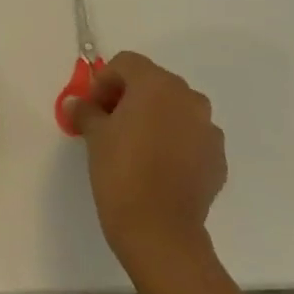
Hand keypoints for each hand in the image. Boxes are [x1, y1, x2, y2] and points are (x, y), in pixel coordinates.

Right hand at [66, 51, 226, 286]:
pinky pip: (190, 136)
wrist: (160, 229)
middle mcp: (189, 99)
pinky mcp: (217, 157)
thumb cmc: (121, 171)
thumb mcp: (94, 135)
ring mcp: (208, 129)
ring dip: (154, 118)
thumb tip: (76, 104)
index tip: (93, 108)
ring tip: (135, 146)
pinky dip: (173, 141)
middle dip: (129, 97)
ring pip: (175, 109)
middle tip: (109, 124)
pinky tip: (156, 166)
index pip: (127, 63)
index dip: (105, 82)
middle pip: (153, 83)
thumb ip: (86, 111)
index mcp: (157, 85)